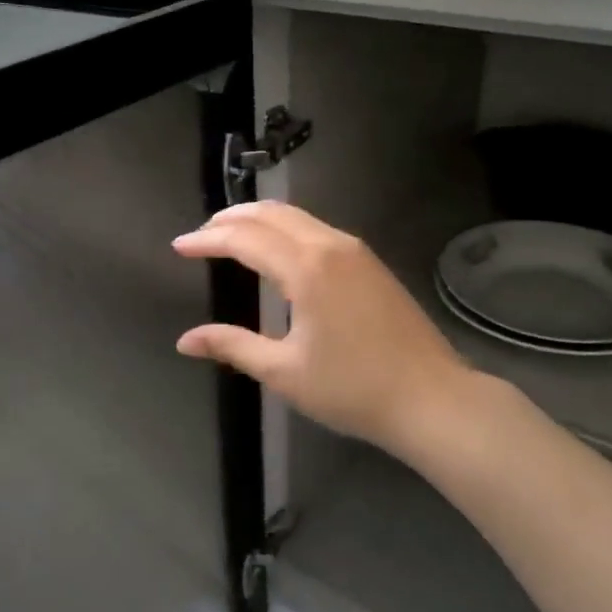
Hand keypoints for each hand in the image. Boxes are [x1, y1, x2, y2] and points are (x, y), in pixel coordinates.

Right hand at [173, 201, 487, 455]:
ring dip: (260, 220)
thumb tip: (185, 340)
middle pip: (272, 214)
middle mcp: (331, 246)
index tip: (179, 246)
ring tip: (232, 236)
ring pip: (298, 217)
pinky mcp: (371, 263)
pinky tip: (278, 251)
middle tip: (202, 234)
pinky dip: (286, 229)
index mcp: (306, 268)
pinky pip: (318, 229)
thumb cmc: (353, 389)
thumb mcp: (284, 372)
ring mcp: (356, 251)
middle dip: (232, 218)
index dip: (208, 240)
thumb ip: (232, 346)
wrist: (432, 398)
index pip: (245, 239)